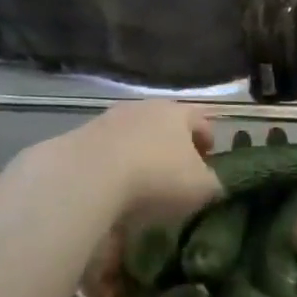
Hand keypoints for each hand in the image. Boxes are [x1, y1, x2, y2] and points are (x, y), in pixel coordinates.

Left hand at [70, 100, 221, 226]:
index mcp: (178, 112)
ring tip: (144, 184)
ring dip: (142, 155)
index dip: (209, 141)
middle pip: (166, 125)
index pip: (201, 121)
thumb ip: (215, 183)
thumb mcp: (202, 188)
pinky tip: (115, 189)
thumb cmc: (157, 177)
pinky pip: (108, 151)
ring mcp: (109, 119)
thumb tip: (213, 183)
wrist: (87, 177)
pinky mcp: (80, 137)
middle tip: (179, 172)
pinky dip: (116, 166)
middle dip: (174, 146)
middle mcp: (144, 107)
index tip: (210, 161)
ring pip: (135, 136)